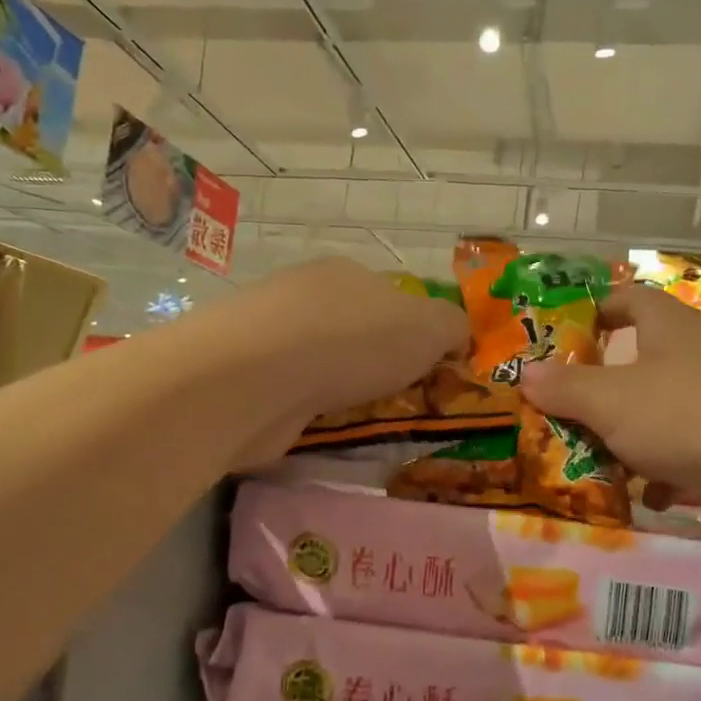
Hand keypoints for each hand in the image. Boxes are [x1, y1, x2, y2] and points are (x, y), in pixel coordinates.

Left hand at [223, 257, 468, 464]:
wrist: (255, 377)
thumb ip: (453, 327)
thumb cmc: (354, 341)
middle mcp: (305, 294)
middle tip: (401, 401)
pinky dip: (308, 408)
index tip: (432, 372)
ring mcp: (268, 334)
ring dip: (341, 388)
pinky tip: (319, 426)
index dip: (417, 335)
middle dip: (377, 364)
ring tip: (362, 420)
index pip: (393, 298)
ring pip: (321, 362)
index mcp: (348, 274)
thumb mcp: (429, 328)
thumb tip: (457, 337)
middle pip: (355, 330)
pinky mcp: (243, 376)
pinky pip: (291, 392)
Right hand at [519, 283, 700, 537]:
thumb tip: (524, 373)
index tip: (561, 340)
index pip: (627, 299)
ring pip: (663, 409)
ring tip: (597, 463)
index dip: (593, 312)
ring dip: (631, 436)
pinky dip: (666, 469)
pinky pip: (691, 448)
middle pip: (640, 360)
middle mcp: (699, 352)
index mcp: (668, 326)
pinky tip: (650, 495)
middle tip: (564, 415)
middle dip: (602, 390)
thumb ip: (565, 387)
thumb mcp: (611, 401)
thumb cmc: (688, 416)